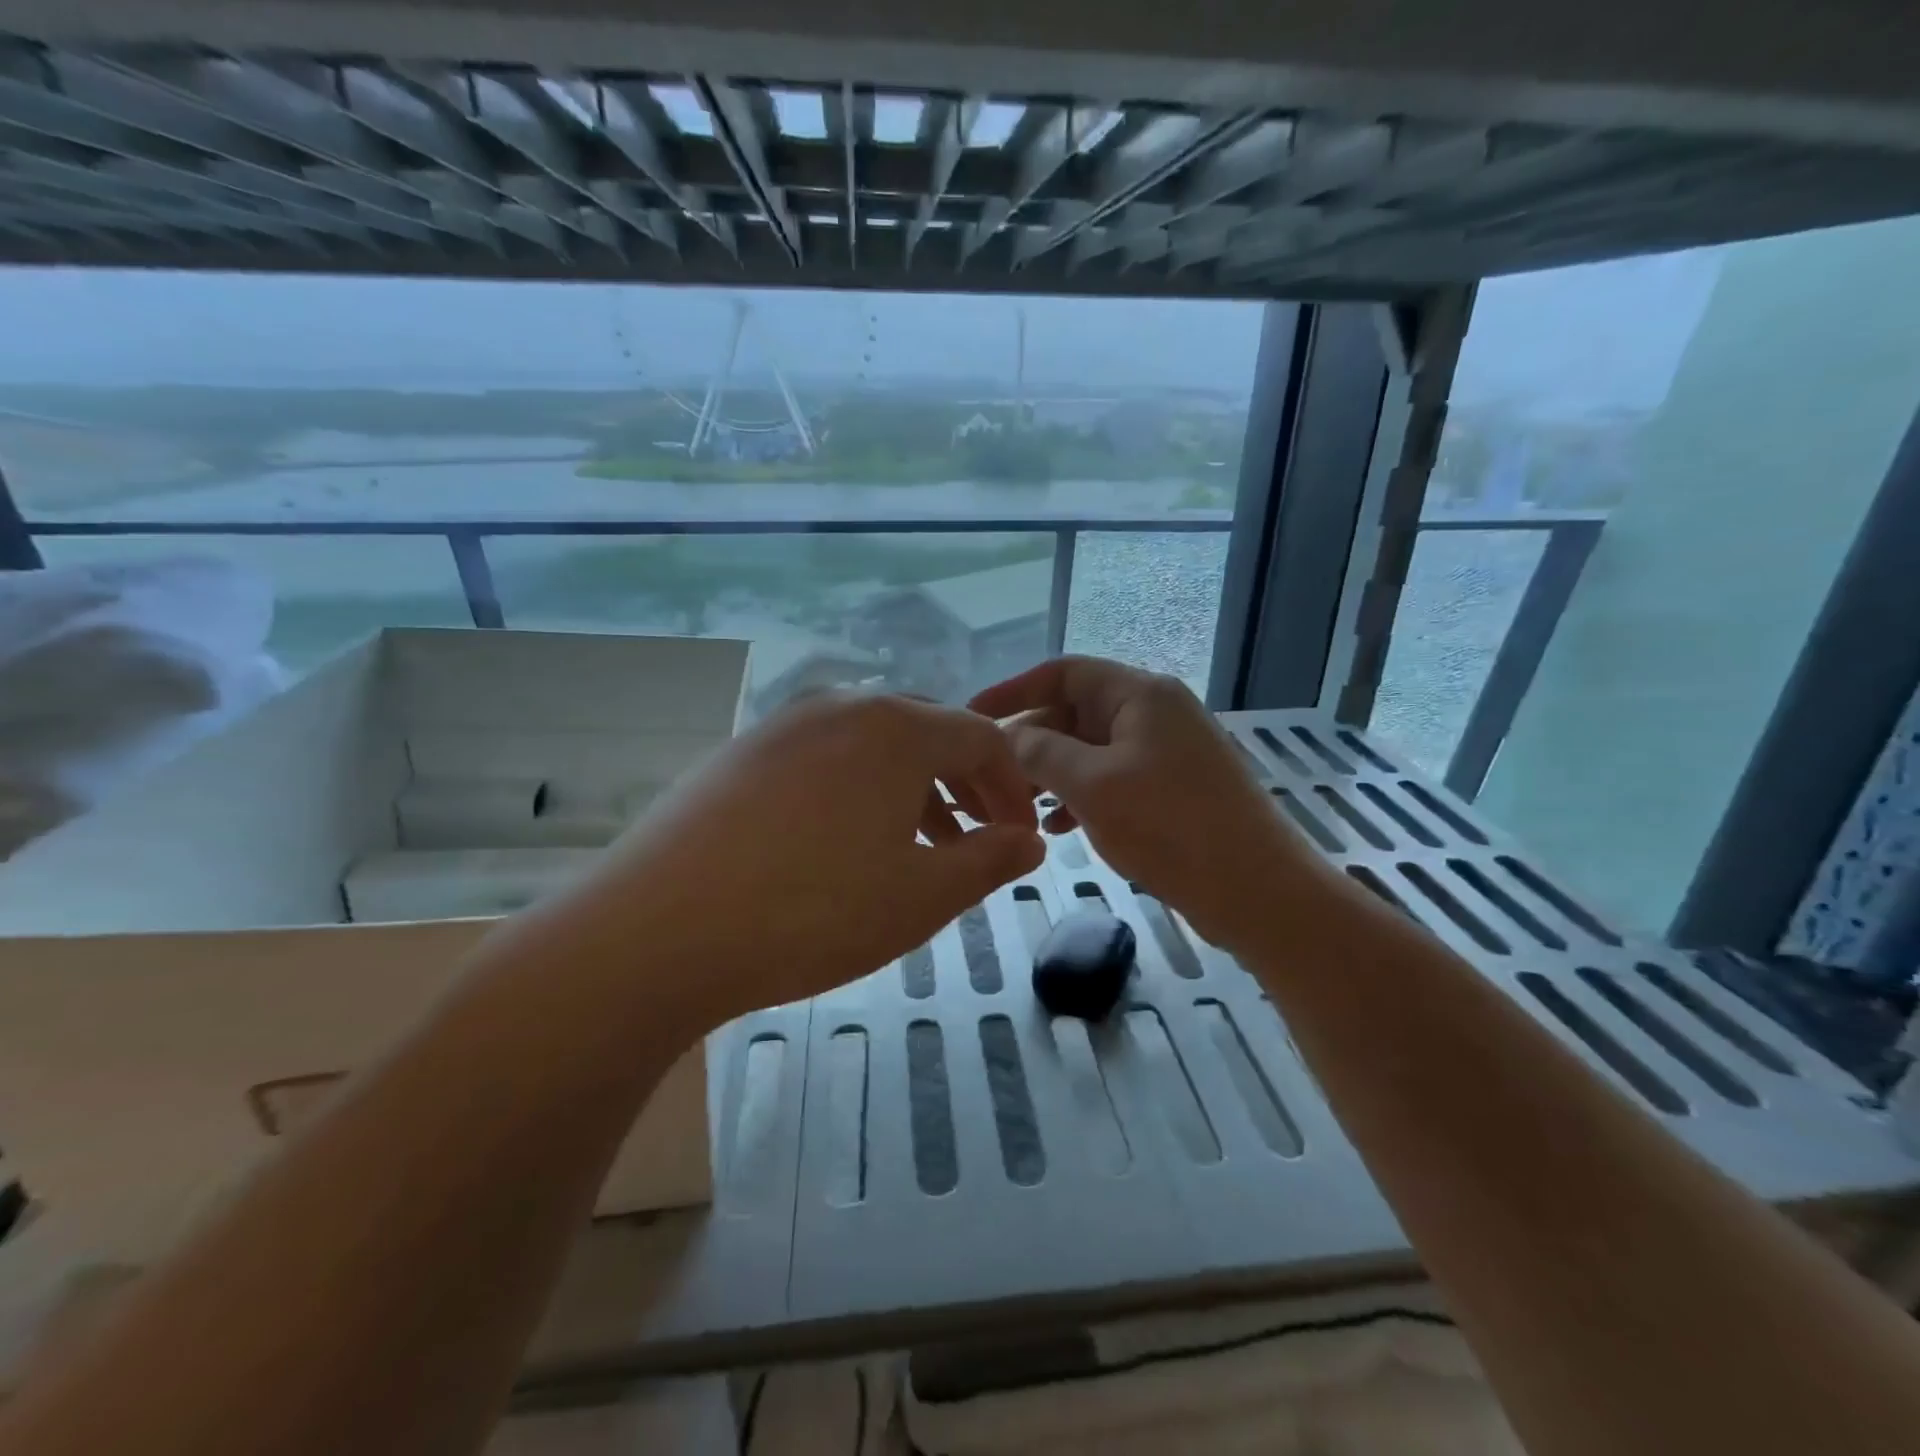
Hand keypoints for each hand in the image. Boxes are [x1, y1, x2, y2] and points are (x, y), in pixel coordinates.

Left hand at [540, 692, 1043, 1033]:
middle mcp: (841, 707)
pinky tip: (841, 844)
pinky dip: (856, 790)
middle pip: (927, 733)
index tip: (1020, 837)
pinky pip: (822, 758)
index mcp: (896, 728)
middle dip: (963, 784)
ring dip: (910, 789)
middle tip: (973, 840)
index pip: (981, 738)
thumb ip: (989, 861)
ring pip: (872, 745)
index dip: (1013, 787)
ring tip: (914, 848)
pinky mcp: (740, 753)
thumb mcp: (923, 896)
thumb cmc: (814, 912)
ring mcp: (783, 726)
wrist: (658, 930)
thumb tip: (1029, 841)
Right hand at [971, 657, 1326, 949]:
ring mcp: (1165, 751)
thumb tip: (1007, 736)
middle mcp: (1153, 712)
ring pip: (1089, 750)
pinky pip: (1111, 778)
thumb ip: (1041, 753)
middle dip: (1030, 742)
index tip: (973, 715)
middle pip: (1074, 712)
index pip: (1063, 672)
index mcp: (1139, 694)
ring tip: (1016, 808)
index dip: (1013, 689)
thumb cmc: (1171, 827)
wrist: (1258, 891)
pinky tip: (1056, 828)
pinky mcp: (1171, 788)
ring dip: (1051, 774)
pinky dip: (1080, 795)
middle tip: (991, 778)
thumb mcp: (1093, 786)